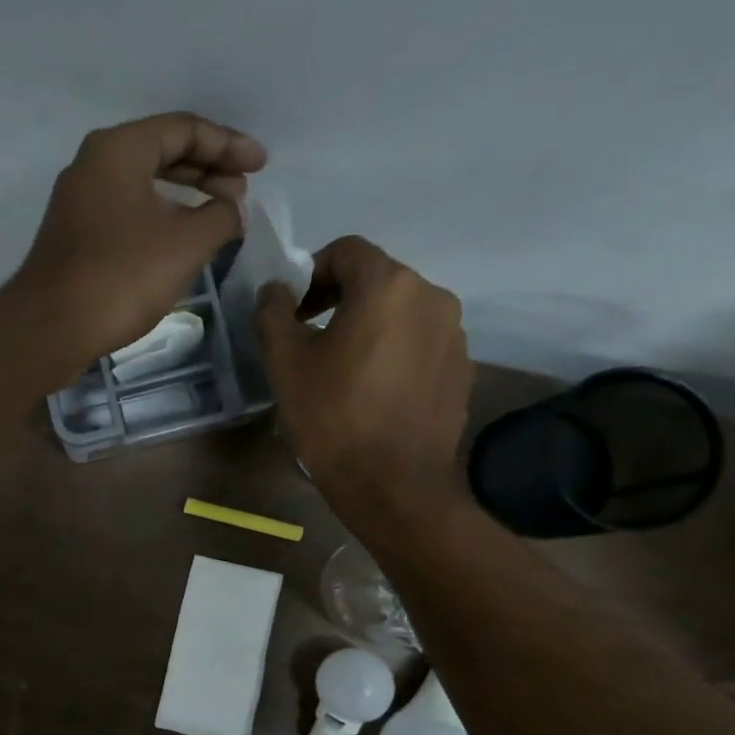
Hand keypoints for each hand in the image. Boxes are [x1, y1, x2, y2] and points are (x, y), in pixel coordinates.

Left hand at [1, 113, 266, 377]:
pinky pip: (125, 211)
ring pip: (142, 184)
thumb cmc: (121, 278)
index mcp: (118, 149)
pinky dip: (158, 217)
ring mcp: (77, 202)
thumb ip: (221, 215)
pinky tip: (179, 240)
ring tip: (218, 215)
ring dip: (184, 196)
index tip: (261, 167)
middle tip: (241, 192)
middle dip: (207, 169)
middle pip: (161, 152)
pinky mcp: (72, 236)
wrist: (50, 329)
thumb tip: (230, 208)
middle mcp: (92, 165)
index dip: (229, 145)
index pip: (184, 129)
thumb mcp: (187, 244)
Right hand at [255, 236, 473, 533]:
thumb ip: (273, 313)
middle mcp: (432, 297)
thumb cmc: (332, 415)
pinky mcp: (462, 369)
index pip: (346, 251)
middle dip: (339, 300)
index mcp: (389, 286)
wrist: (392, 483)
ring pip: (401, 313)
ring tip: (342, 370)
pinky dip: (393, 353)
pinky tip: (373, 392)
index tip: (292, 311)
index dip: (311, 273)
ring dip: (368, 327)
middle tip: (309, 339)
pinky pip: (420, 344)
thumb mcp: (285, 363)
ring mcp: (454, 334)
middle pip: (377, 280)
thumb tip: (275, 291)